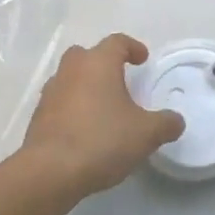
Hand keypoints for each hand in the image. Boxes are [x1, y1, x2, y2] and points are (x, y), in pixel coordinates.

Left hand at [16, 35, 183, 206]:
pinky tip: (85, 129)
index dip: (132, 47)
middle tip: (120, 81)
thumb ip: (165, 124)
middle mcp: (71, 69)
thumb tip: (176, 121)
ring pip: (71, 78)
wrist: (49, 171)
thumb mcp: (146, 134)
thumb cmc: (102, 140)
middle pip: (87, 55)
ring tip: (103, 108)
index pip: (117, 42)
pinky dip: (73, 108)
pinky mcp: (38, 116)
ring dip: (86, 86)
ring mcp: (51, 92)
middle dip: (104, 64)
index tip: (142, 59)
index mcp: (98, 63)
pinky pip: (60, 102)